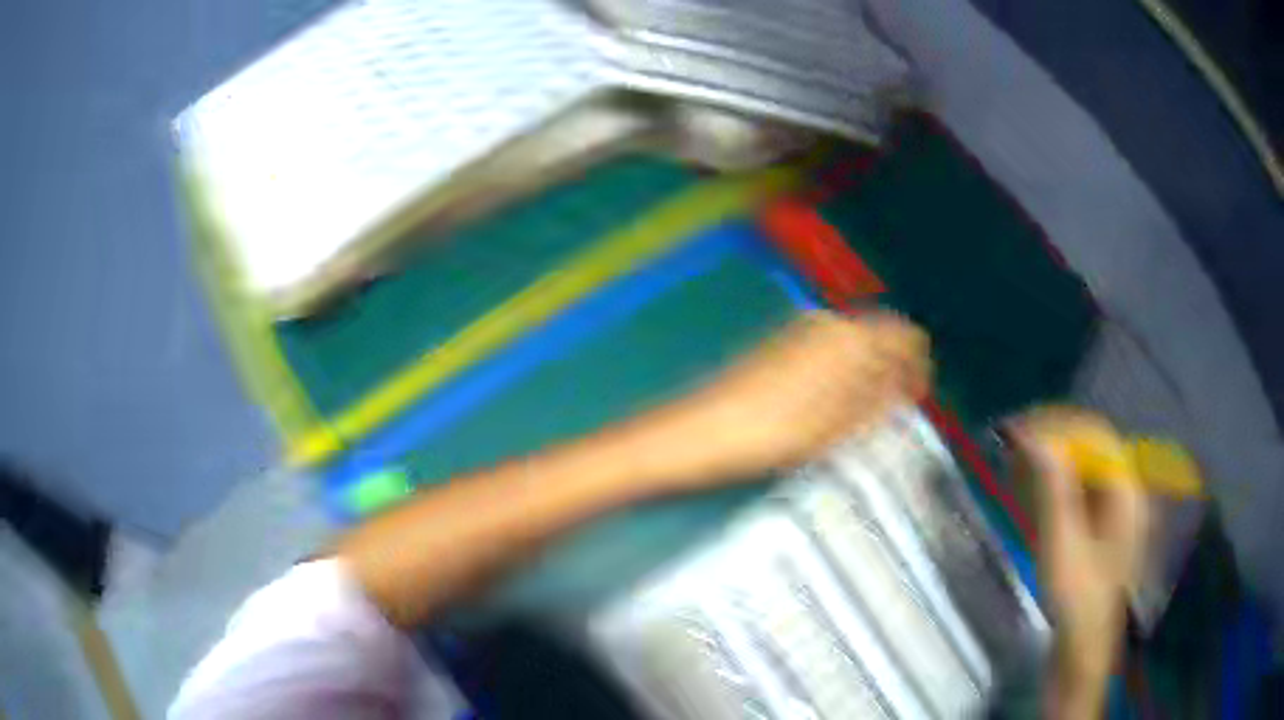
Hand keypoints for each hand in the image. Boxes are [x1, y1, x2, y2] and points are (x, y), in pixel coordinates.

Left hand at [637, 310, 930, 488]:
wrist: (703, 432)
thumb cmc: (777, 434)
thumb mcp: (842, 427)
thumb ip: (883, 399)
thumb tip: (907, 385)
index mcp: (851, 336)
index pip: (907, 336)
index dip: (917, 367)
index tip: (915, 398)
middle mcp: (828, 322)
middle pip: (880, 338)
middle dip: (892, 371)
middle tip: (890, 414)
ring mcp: (801, 329)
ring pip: (854, 345)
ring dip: (867, 374)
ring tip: (860, 418)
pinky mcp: (780, 343)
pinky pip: (828, 352)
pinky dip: (841, 374)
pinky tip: (830, 407)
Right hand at [1008, 409, 1149, 718]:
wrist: (1081, 646)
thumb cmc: (1075, 600)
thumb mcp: (1062, 546)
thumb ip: (1053, 490)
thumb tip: (1035, 437)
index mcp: (1125, 488)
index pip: (1094, 435)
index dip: (1057, 425)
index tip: (1019, 429)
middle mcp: (1123, 487)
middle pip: (1088, 444)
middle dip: (1050, 438)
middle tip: (1011, 442)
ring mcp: (1112, 505)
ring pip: (1080, 463)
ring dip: (1047, 456)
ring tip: (1013, 458)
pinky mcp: (1097, 522)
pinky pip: (1076, 485)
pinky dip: (1050, 479)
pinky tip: (1027, 484)